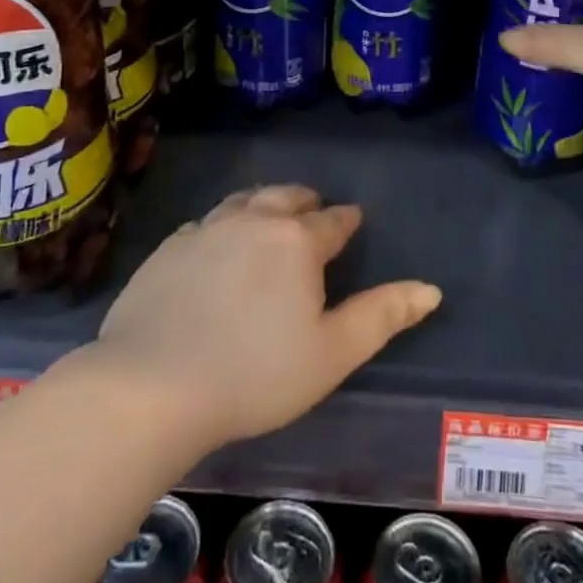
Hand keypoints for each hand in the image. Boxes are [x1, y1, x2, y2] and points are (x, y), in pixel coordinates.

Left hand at [95, 185, 441, 449]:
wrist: (151, 385)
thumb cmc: (255, 374)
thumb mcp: (332, 353)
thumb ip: (382, 316)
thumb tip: (431, 289)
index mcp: (297, 241)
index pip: (332, 220)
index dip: (346, 220)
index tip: (352, 220)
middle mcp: (252, 221)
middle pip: (286, 197)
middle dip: (305, 201)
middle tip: (312, 211)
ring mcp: (205, 230)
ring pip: (243, 201)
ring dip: (262, 204)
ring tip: (268, 216)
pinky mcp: (167, 249)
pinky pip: (203, 224)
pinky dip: (220, 227)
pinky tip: (215, 246)